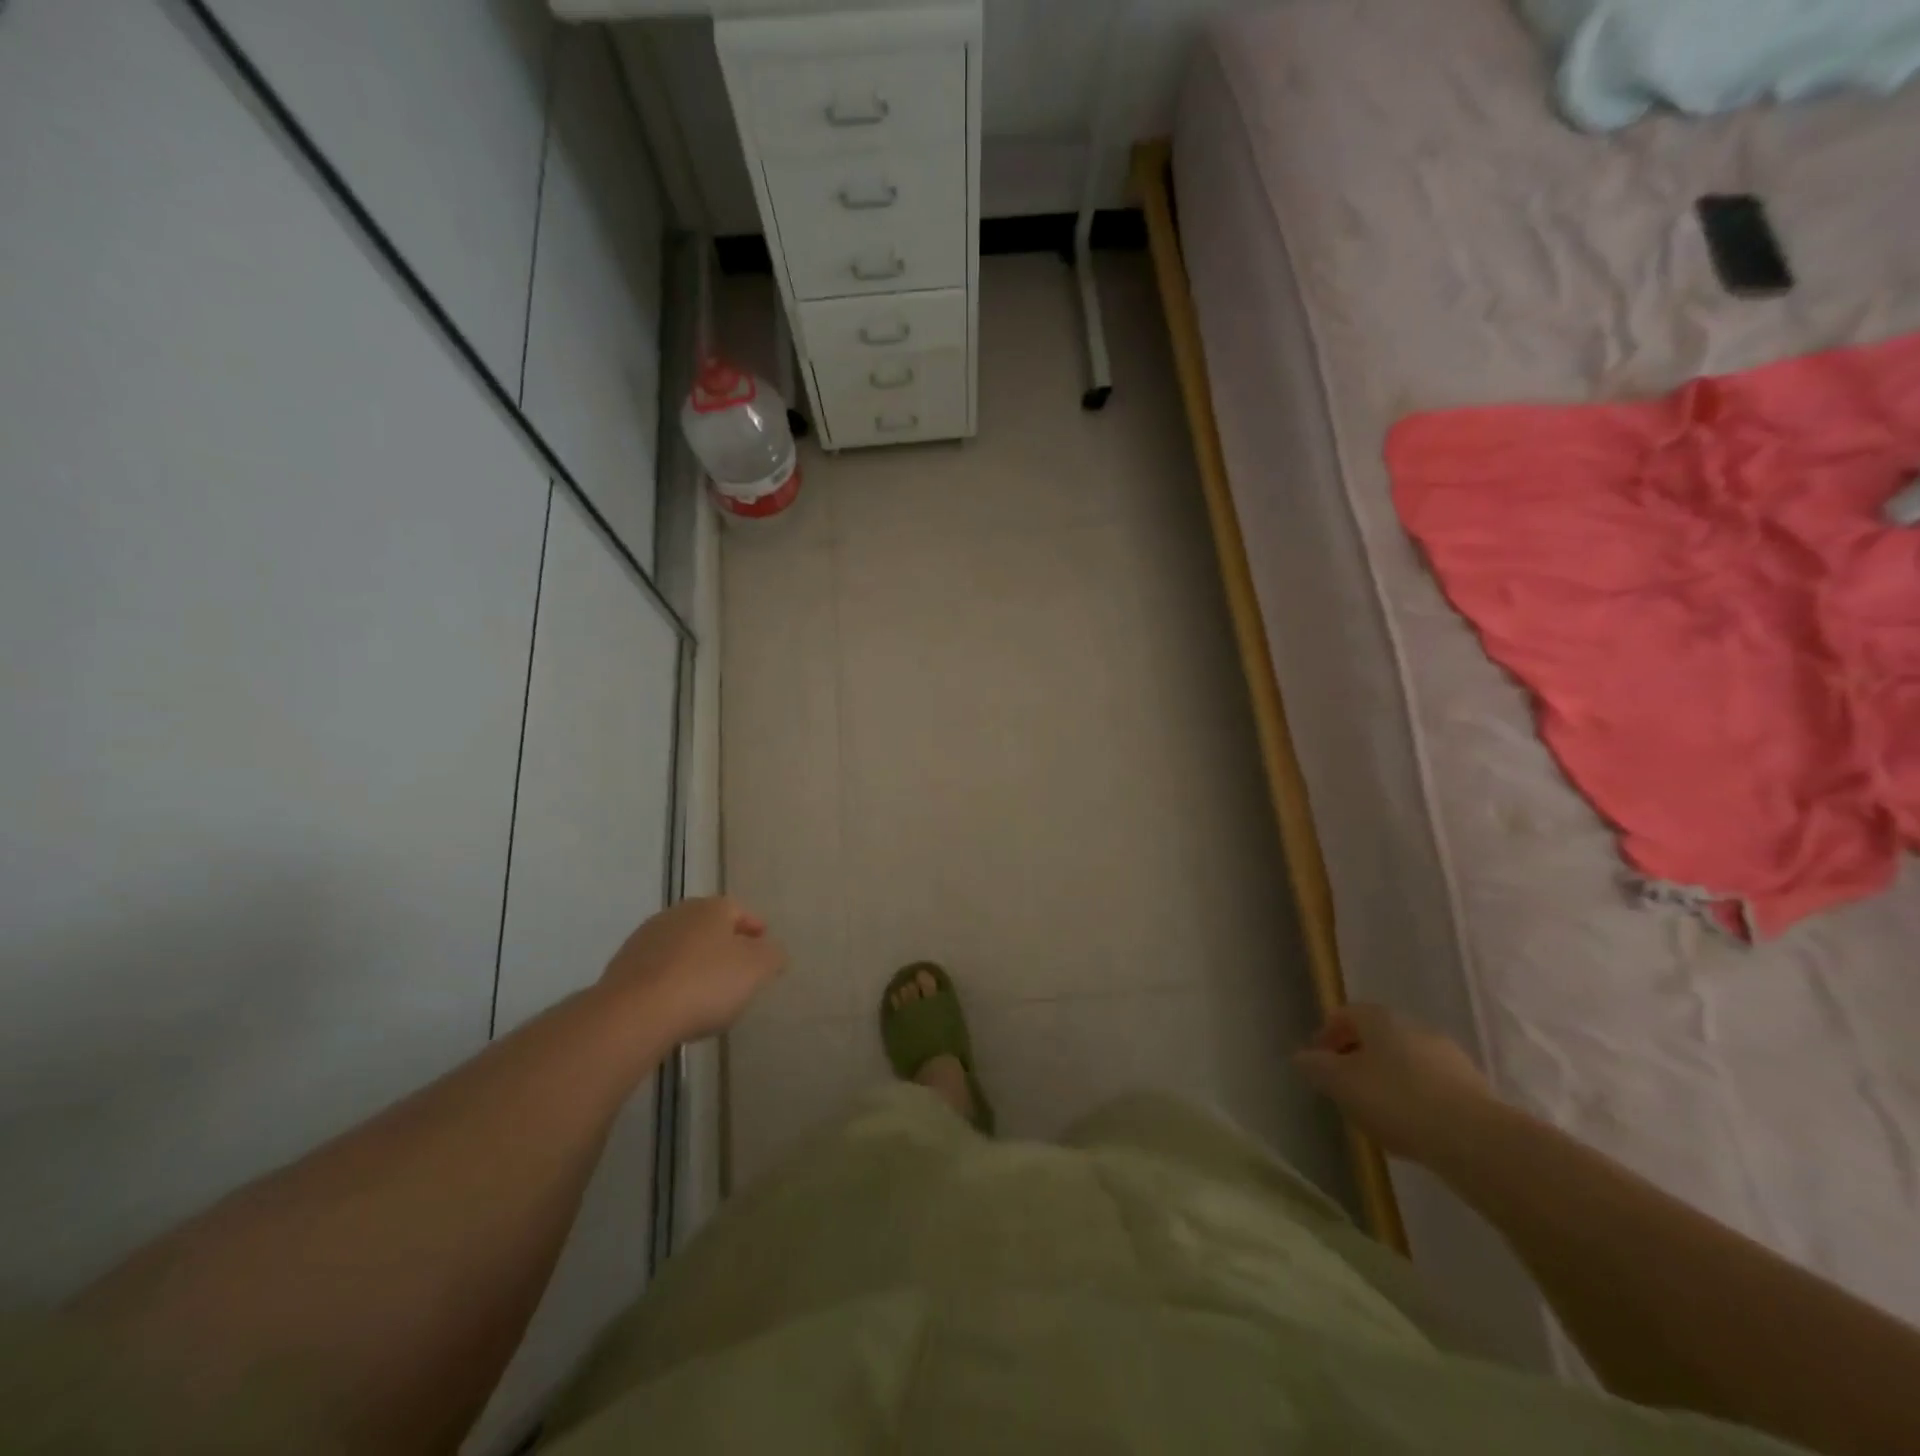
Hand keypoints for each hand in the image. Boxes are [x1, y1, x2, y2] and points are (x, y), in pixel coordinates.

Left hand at [597, 897, 785, 1043]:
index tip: (764, 947)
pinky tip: (677, 1005)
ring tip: (707, 992)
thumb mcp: (757, 969)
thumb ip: (772, 956)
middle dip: (724, 945)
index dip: (754, 928)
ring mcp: (645, 939)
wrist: (633, 1014)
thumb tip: (773, 952)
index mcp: (711, 908)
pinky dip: (672, 981)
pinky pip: (659, 971)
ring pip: (682, 947)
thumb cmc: (705, 983)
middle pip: (708, 927)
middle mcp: (677, 914)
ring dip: (696, 963)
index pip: (739, 910)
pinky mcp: (622, 968)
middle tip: (739, 970)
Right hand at [1292, 1002, 1494, 1162]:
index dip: (1326, 1036)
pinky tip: (1411, 1128)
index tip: (1317, 1064)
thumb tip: (1301, 1057)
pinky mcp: (1472, 1088)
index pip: (1344, 1015)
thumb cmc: (1396, 1100)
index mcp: (1380, 1018)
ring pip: (1405, 1062)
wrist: (1476, 1140)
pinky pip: (1430, 1086)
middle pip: (1376, 1037)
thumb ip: (1316, 1067)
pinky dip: (1414, 1099)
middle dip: (1357, 1059)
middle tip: (1344, 1089)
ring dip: (1387, 1080)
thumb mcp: (1340, 1084)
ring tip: (1377, 1114)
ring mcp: (1448, 1056)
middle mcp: (1414, 1027)